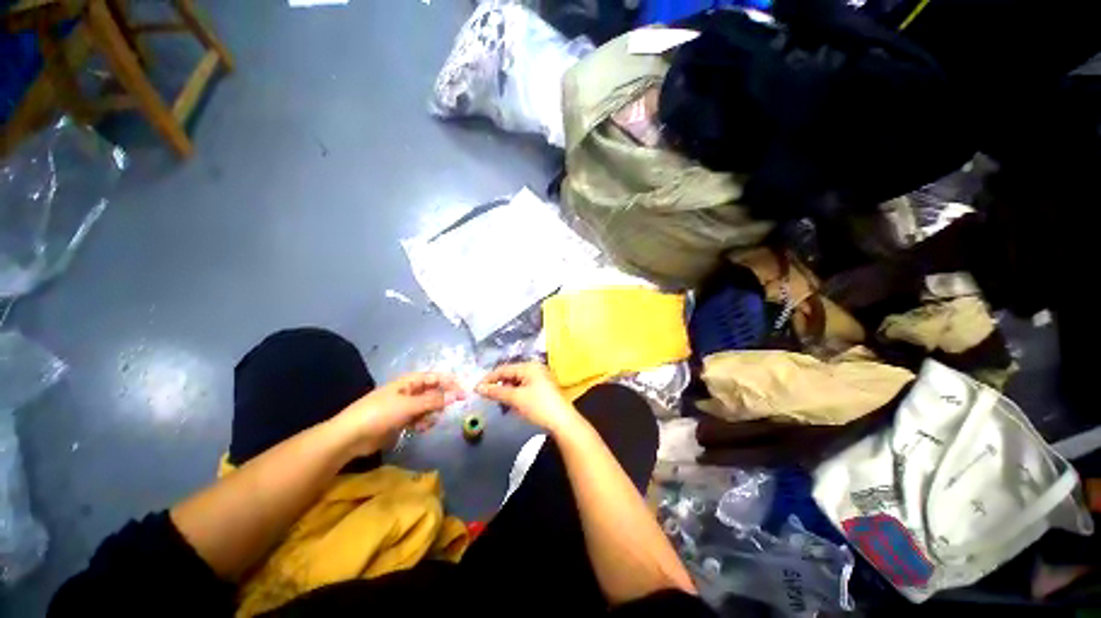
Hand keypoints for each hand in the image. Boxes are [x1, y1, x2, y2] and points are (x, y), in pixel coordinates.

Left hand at [335, 372, 463, 453]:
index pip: (436, 377)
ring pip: (428, 406)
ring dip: (432, 414)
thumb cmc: (380, 414)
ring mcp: (405, 406)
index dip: (451, 382)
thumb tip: (457, 394)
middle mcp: (409, 391)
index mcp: (410, 382)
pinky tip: (421, 429)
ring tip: (428, 423)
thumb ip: (434, 401)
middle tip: (448, 410)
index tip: (464, 392)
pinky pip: (419, 418)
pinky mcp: (401, 421)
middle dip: (442, 400)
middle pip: (433, 392)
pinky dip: (423, 423)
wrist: (350, 437)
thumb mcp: (409, 406)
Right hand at [476, 363, 579, 434]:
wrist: (562, 422)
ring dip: (506, 390)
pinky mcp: (542, 389)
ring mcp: (540, 378)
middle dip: (498, 384)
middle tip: (486, 396)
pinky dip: (515, 394)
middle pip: (511, 374)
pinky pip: (524, 388)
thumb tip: (478, 388)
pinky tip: (511, 404)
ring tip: (498, 401)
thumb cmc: (539, 406)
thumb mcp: (516, 398)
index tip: (476, 388)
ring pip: (517, 382)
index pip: (504, 369)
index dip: (489, 378)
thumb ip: (496, 392)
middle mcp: (535, 369)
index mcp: (529, 367)